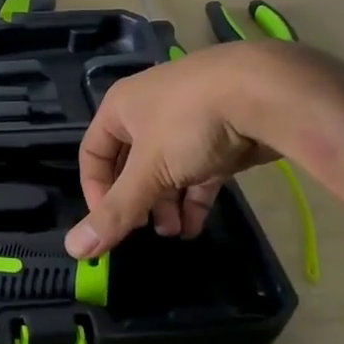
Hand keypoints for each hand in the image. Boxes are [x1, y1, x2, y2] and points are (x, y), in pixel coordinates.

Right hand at [65, 43, 290, 258]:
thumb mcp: (148, 171)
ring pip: (166, 169)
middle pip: (130, 164)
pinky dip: (194, 197)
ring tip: (174, 232)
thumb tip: (75, 250)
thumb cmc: (190, 123)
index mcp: (121, 107)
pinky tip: (195, 226)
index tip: (110, 223)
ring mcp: (188, 121)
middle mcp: (149, 110)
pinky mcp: (221, 134)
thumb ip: (116, 211)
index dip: (96, 190)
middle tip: (146, 230)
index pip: (93, 153)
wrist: (267, 93)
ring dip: (166, 204)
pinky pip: (198, 170)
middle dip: (137, 201)